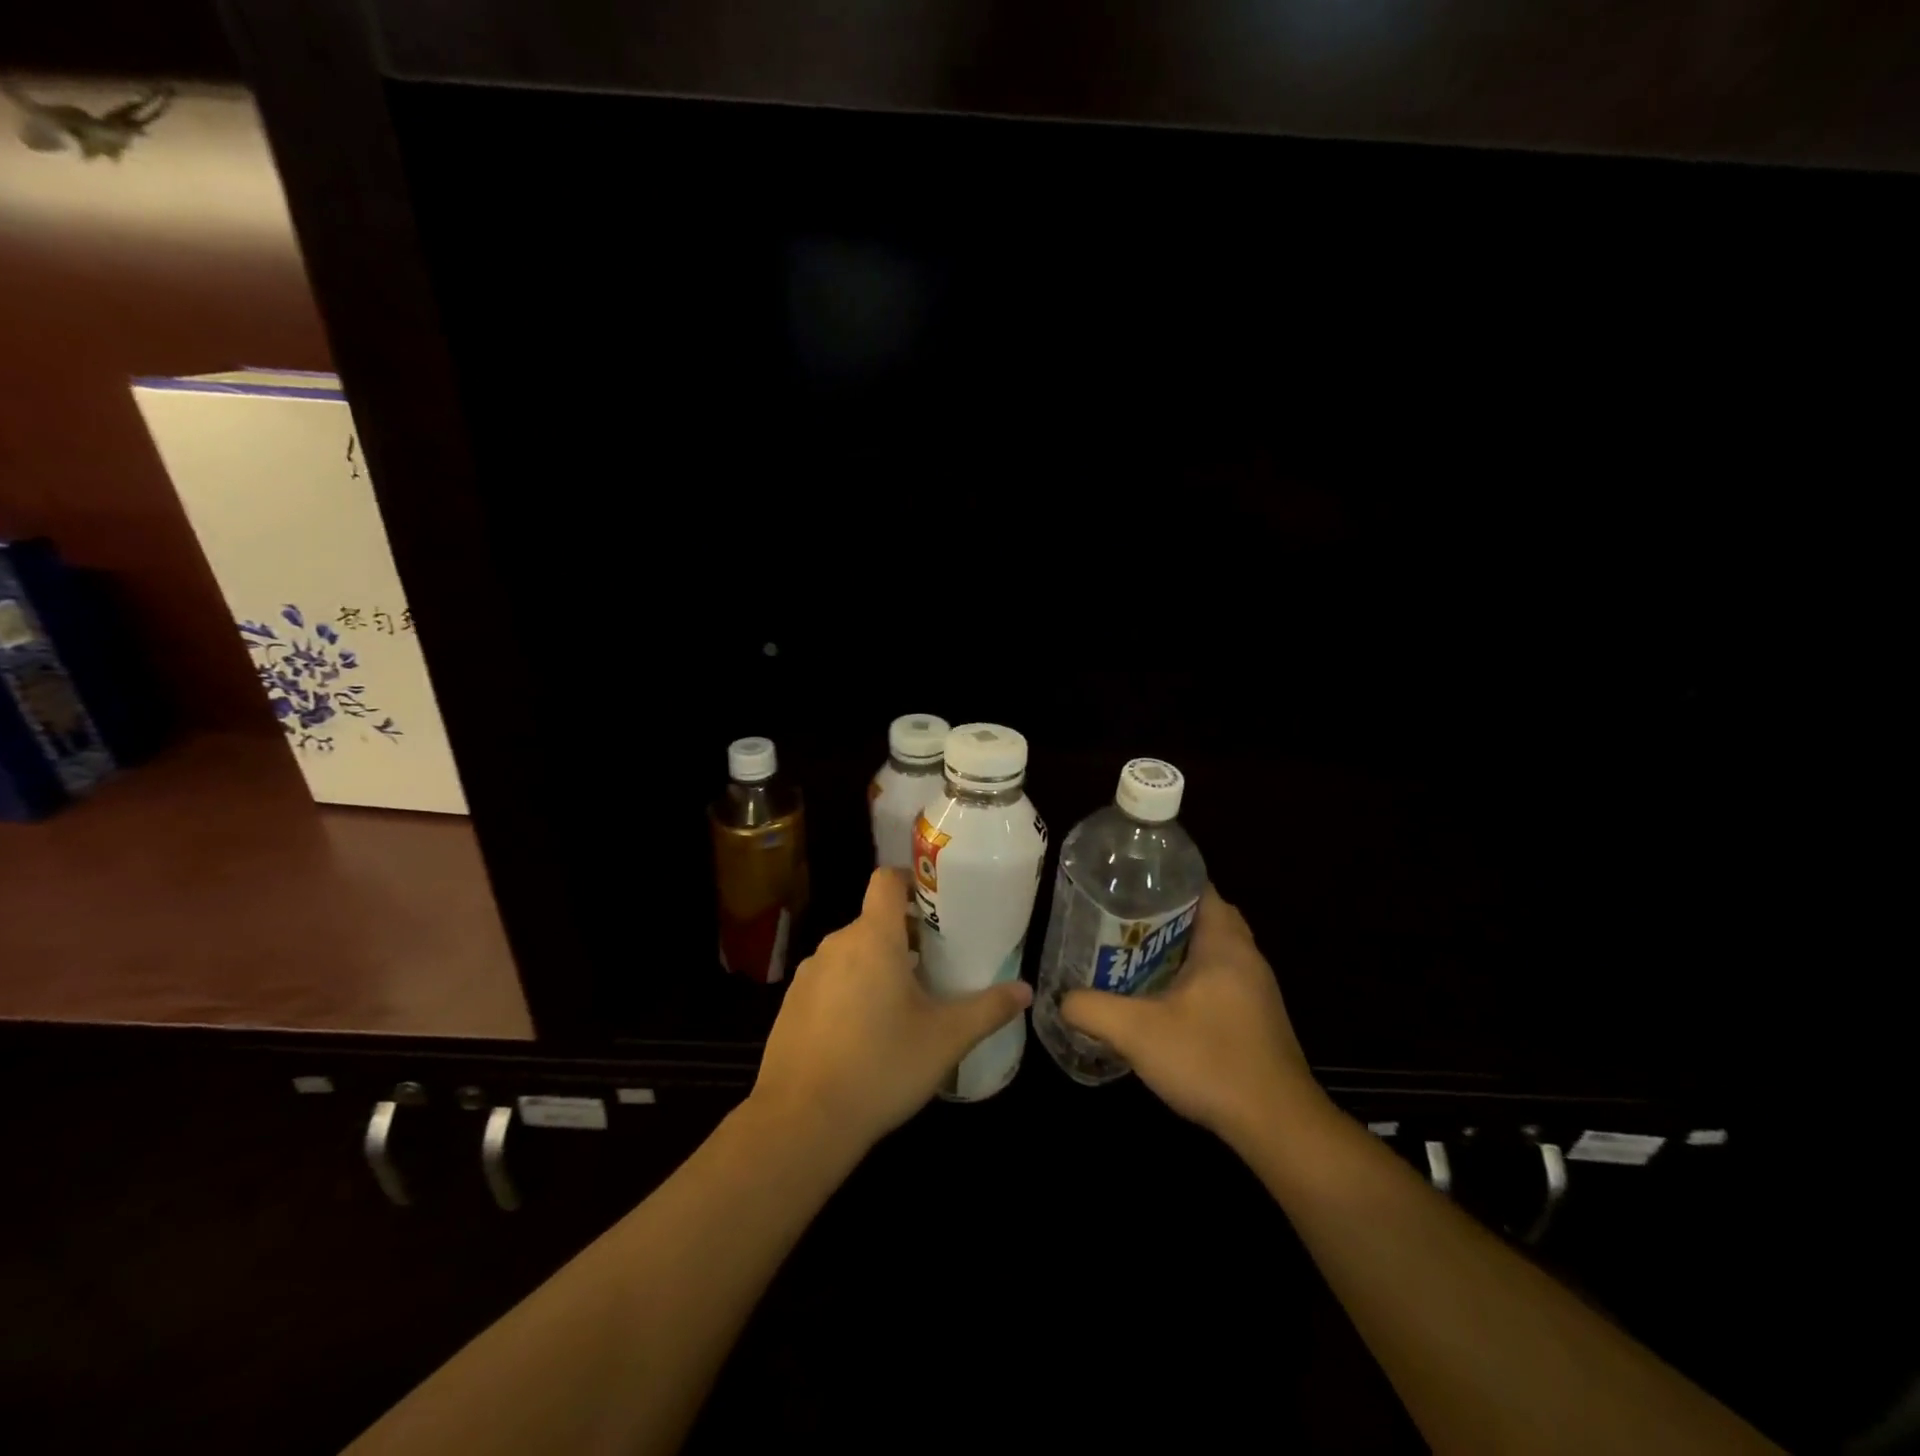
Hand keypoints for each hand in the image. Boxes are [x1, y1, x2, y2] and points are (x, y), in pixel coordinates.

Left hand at [750, 869, 1031, 1155]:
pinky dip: (850, 990)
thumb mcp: (946, 1039)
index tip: (936, 905)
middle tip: (935, 966)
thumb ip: (988, 1009)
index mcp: (873, 937)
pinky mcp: (791, 1004)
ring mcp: (808, 974)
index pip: (886, 880)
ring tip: (904, 1004)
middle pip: (874, 920)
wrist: (801, 1122)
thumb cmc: (882, 1066)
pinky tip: (865, 1033)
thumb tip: (1025, 990)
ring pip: (852, 953)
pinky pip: (829, 981)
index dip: (911, 881)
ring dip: (878, 965)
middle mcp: (836, 944)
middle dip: (905, 936)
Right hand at [1062, 886, 1330, 1149]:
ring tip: (1133, 956)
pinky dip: (1192, 977)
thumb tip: (1062, 999)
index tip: (1125, 887)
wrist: (1276, 1126)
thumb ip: (1092, 1009)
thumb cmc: (1210, 1061)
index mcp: (1225, 943)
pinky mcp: (1257, 1018)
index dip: (1161, 881)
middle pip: (1204, 916)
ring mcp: (1256, 989)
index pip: (1197, 887)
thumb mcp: (1137, 1032)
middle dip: (1164, 916)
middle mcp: (1246, 957)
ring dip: (1178, 949)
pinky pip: (1220, 978)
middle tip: (1122, 923)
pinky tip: (1162, 999)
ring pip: (1213, 950)